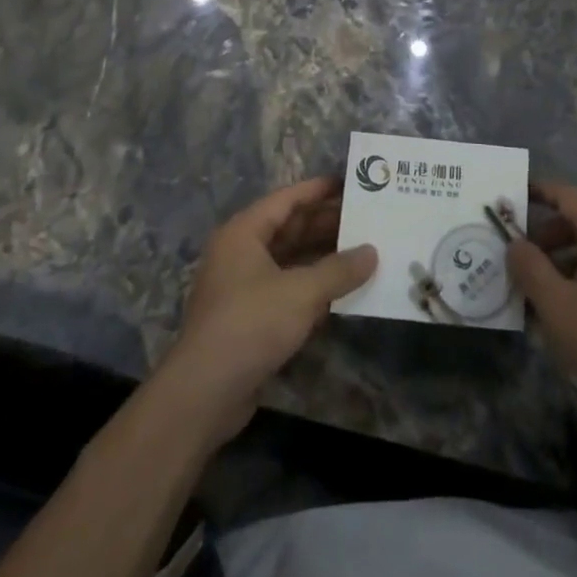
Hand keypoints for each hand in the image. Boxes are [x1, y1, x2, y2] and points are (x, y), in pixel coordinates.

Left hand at [156, 177, 376, 446]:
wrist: (204, 393)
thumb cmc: (251, 324)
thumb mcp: (302, 292)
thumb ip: (339, 269)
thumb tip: (372, 252)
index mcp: (245, 232)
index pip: (287, 199)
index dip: (319, 189)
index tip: (352, 183)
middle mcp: (241, 252)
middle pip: (289, 227)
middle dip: (326, 222)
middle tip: (366, 216)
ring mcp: (244, 285)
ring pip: (290, 259)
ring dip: (323, 255)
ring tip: (362, 248)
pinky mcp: (250, 316)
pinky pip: (287, 287)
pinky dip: (313, 284)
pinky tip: (343, 287)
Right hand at [509, 182, 576, 432]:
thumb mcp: (557, 305)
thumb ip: (530, 268)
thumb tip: (514, 243)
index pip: (565, 194)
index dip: (536, 191)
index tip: (508, 199)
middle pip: (574, 220)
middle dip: (542, 234)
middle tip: (515, 256)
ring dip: (556, 260)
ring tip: (532, 289)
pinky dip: (575, 276)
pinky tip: (561, 309)